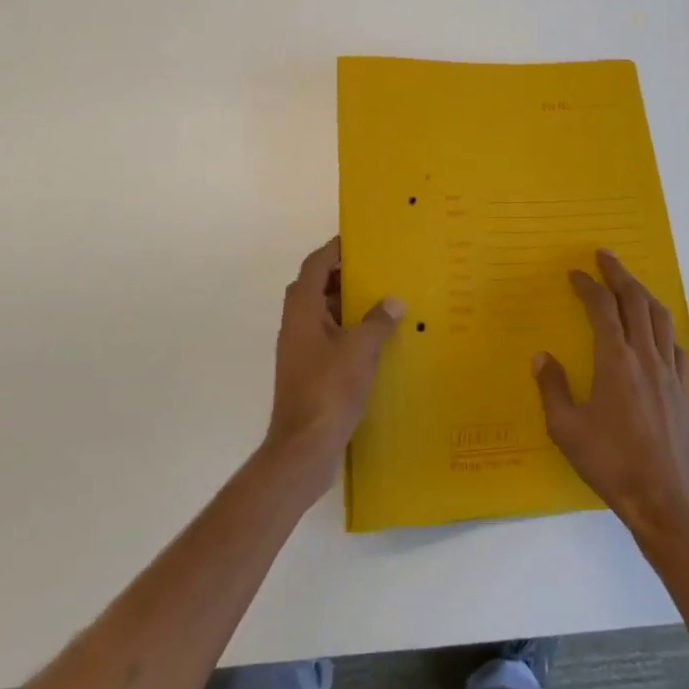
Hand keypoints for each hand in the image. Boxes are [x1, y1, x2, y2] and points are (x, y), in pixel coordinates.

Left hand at [264, 238, 403, 481]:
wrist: (304, 448)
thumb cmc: (330, 389)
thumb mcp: (361, 349)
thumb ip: (378, 321)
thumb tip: (393, 301)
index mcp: (303, 310)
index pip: (315, 265)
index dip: (334, 250)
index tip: (359, 241)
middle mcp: (296, 324)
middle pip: (315, 287)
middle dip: (343, 276)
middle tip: (376, 270)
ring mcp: (299, 350)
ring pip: (321, 314)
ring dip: (346, 305)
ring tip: (381, 300)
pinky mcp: (307, 372)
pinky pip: (327, 338)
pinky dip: (346, 331)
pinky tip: (374, 341)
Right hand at [534, 250, 688, 541]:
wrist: (662, 500)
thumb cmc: (609, 462)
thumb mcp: (565, 428)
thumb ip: (552, 387)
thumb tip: (542, 356)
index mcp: (615, 360)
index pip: (602, 307)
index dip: (588, 285)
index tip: (575, 273)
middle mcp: (645, 356)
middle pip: (635, 301)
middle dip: (619, 274)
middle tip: (605, 255)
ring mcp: (669, 372)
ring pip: (660, 317)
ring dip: (643, 293)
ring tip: (630, 283)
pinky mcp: (683, 391)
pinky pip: (675, 346)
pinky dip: (662, 328)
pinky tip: (656, 333)